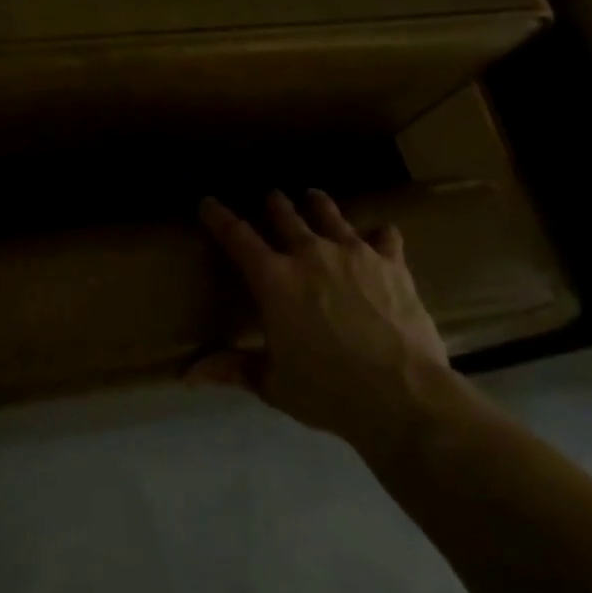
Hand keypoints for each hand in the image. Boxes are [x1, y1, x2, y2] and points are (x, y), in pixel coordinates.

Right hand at [196, 190, 467, 466]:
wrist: (403, 395)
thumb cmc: (327, 390)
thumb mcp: (272, 383)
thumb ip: (232, 368)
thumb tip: (188, 375)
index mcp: (273, 280)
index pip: (237, 237)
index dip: (219, 217)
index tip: (208, 202)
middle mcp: (310, 255)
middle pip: (285, 216)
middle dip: (274, 204)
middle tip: (270, 197)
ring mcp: (354, 254)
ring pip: (330, 216)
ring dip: (317, 205)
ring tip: (313, 197)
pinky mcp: (392, 264)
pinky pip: (384, 237)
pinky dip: (377, 234)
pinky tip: (379, 235)